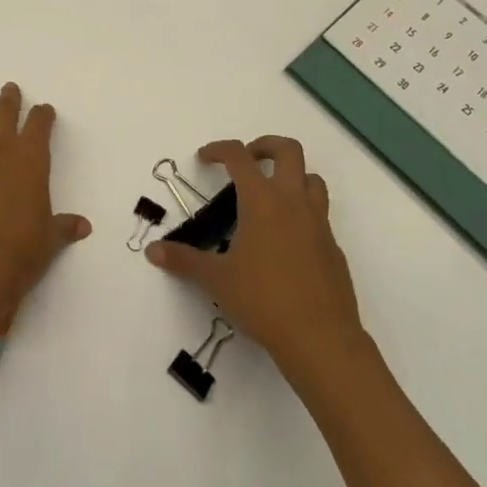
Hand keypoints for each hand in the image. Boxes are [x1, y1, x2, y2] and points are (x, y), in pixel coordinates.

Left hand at [0, 81, 91, 320]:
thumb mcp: (50, 240)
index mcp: (31, 164)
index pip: (39, 128)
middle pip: (5, 116)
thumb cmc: (20, 254)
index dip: (42, 116)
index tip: (44, 109)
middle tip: (9, 87)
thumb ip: (64, 226)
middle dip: (9, 100)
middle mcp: (1, 154)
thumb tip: (84, 226)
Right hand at [146, 137, 369, 381]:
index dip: (219, 149)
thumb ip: (184, 260)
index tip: (205, 158)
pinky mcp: (334, 248)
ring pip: (312, 179)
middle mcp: (293, 202)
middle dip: (265, 146)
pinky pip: (320, 215)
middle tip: (247, 160)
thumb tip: (153, 251)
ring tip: (270, 195)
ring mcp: (319, 224)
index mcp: (262, 201)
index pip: (239, 156)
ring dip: (292, 176)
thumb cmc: (264, 300)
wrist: (322, 339)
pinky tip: (286, 241)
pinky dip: (303, 214)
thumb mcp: (217, 280)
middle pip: (288, 150)